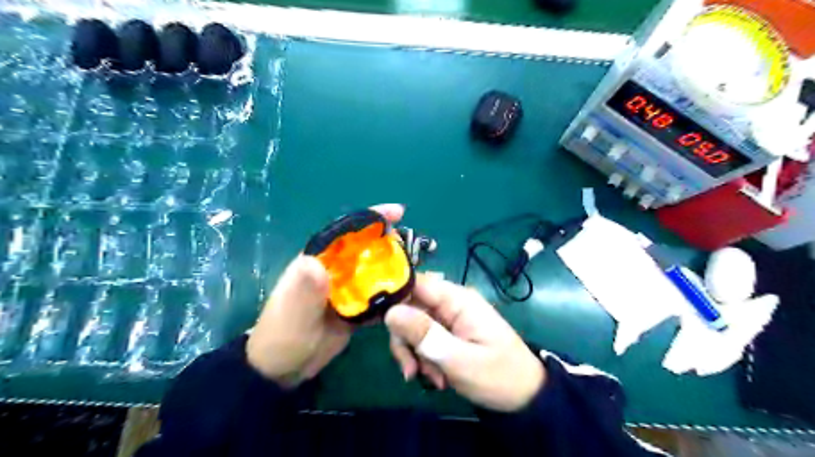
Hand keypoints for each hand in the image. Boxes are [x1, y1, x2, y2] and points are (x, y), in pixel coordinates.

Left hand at [245, 204, 403, 385]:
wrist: (284, 370)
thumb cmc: (282, 337)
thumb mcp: (291, 314)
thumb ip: (303, 290)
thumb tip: (315, 263)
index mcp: (317, 260)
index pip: (345, 232)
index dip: (370, 218)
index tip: (397, 213)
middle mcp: (334, 269)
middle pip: (365, 248)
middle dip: (389, 243)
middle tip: (411, 249)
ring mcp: (346, 288)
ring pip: (374, 270)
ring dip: (394, 269)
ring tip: (416, 273)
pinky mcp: (355, 307)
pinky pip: (377, 295)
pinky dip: (392, 294)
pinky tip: (409, 297)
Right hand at [385, 276, 545, 411]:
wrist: (524, 397)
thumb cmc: (498, 376)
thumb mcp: (460, 359)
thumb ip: (425, 334)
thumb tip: (390, 311)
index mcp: (458, 300)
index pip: (417, 282)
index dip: (393, 295)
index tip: (375, 320)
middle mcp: (451, 303)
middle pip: (410, 306)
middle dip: (404, 337)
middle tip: (410, 368)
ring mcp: (449, 318)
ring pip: (413, 325)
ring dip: (414, 352)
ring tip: (428, 378)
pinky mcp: (448, 332)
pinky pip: (423, 338)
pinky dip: (423, 358)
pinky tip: (435, 377)